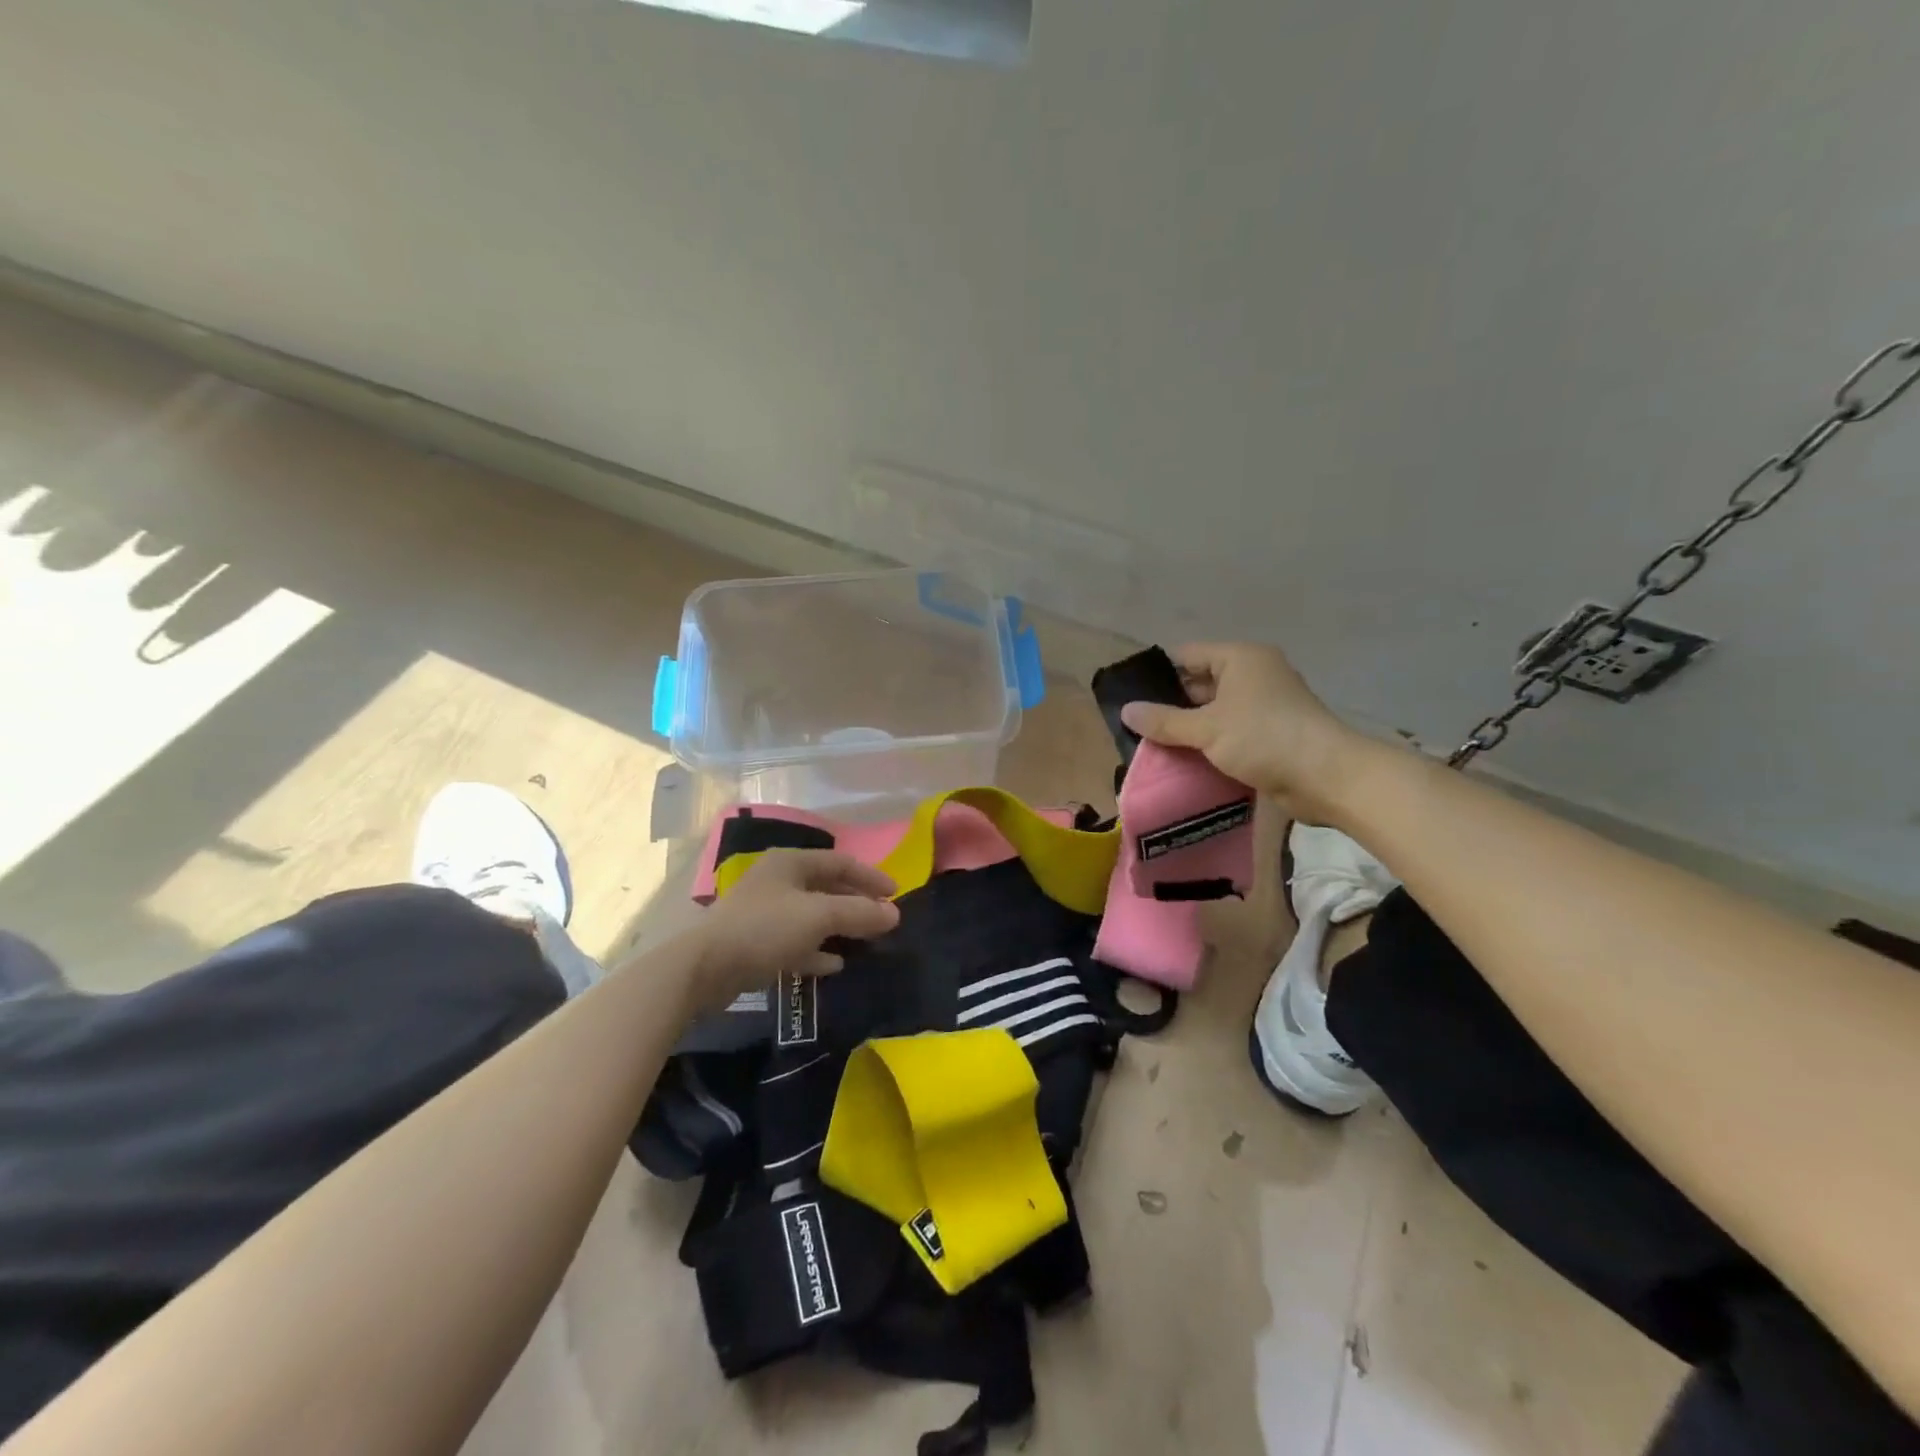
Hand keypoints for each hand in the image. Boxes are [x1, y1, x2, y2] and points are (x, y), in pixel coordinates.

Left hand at [688, 850, 900, 1008]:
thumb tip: (895, 914)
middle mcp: (778, 881)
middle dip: (855, 903)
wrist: (704, 968)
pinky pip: (795, 942)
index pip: (840, 861)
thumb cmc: (765, 929)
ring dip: (839, 927)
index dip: (870, 876)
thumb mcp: (819, 916)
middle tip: (882, 919)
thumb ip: (859, 913)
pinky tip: (834, 964)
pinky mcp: (755, 943)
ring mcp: (764, 913)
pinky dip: (816, 950)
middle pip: (826, 887)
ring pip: (812, 916)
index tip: (895, 894)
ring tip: (864, 941)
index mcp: (791, 863)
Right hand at [1119, 642, 1376, 823]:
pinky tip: (1185, 760)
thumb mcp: (1206, 728)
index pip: (1188, 655)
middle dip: (1171, 705)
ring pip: (1215, 711)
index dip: (1159, 674)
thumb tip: (1126, 711)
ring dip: (1190, 728)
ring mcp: (1265, 705)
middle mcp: (1254, 674)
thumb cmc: (1264, 738)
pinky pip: (1231, 732)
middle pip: (1201, 683)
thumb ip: (1164, 720)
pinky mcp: (1272, 733)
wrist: (1327, 776)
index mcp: (1240, 659)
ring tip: (1153, 745)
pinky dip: (1211, 743)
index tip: (1131, 697)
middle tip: (1138, 726)